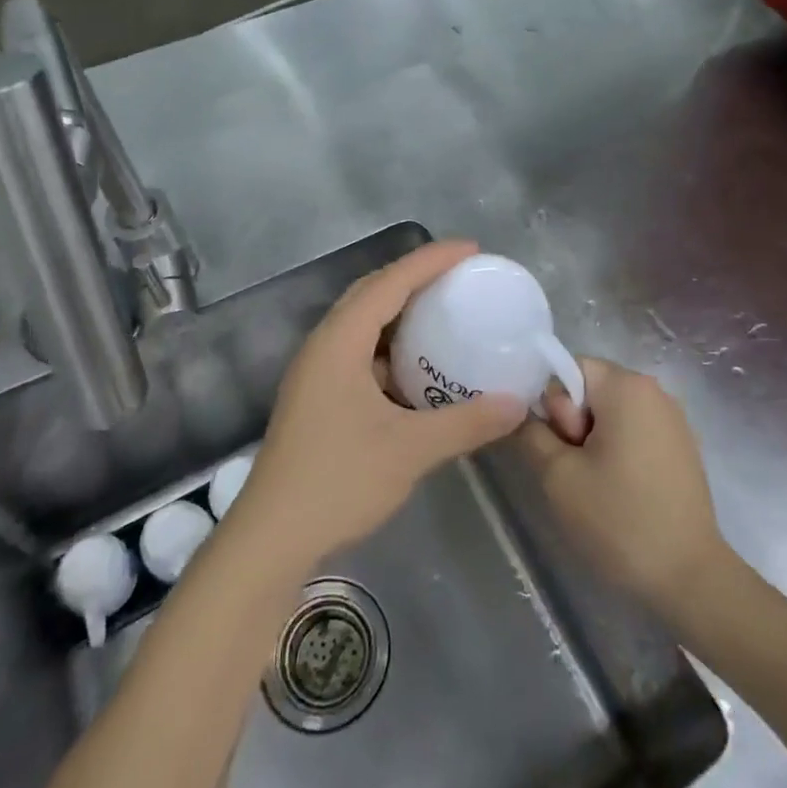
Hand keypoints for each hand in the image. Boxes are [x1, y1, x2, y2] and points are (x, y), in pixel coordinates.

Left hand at [235, 240, 527, 564]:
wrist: (271, 537)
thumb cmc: (338, 481)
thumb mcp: (410, 450)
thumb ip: (466, 422)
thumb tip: (515, 404)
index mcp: (340, 342)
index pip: (390, 282)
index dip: (431, 260)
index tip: (471, 250)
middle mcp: (324, 346)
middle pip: (372, 293)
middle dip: (415, 276)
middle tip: (459, 276)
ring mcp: (316, 372)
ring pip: (362, 323)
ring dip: (400, 311)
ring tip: (442, 312)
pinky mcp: (317, 397)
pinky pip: (359, 352)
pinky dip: (390, 346)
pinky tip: (416, 368)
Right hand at [523, 357, 726, 614]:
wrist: (690, 579)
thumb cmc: (619, 520)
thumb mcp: (557, 476)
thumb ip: (532, 432)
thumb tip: (525, 412)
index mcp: (627, 385)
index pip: (570, 368)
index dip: (555, 405)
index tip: (566, 448)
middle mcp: (655, 390)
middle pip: (591, 389)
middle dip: (574, 424)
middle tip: (577, 471)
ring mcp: (674, 419)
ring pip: (612, 413)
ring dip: (595, 442)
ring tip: (598, 487)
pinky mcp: (682, 447)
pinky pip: (635, 432)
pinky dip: (619, 453)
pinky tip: (622, 494)